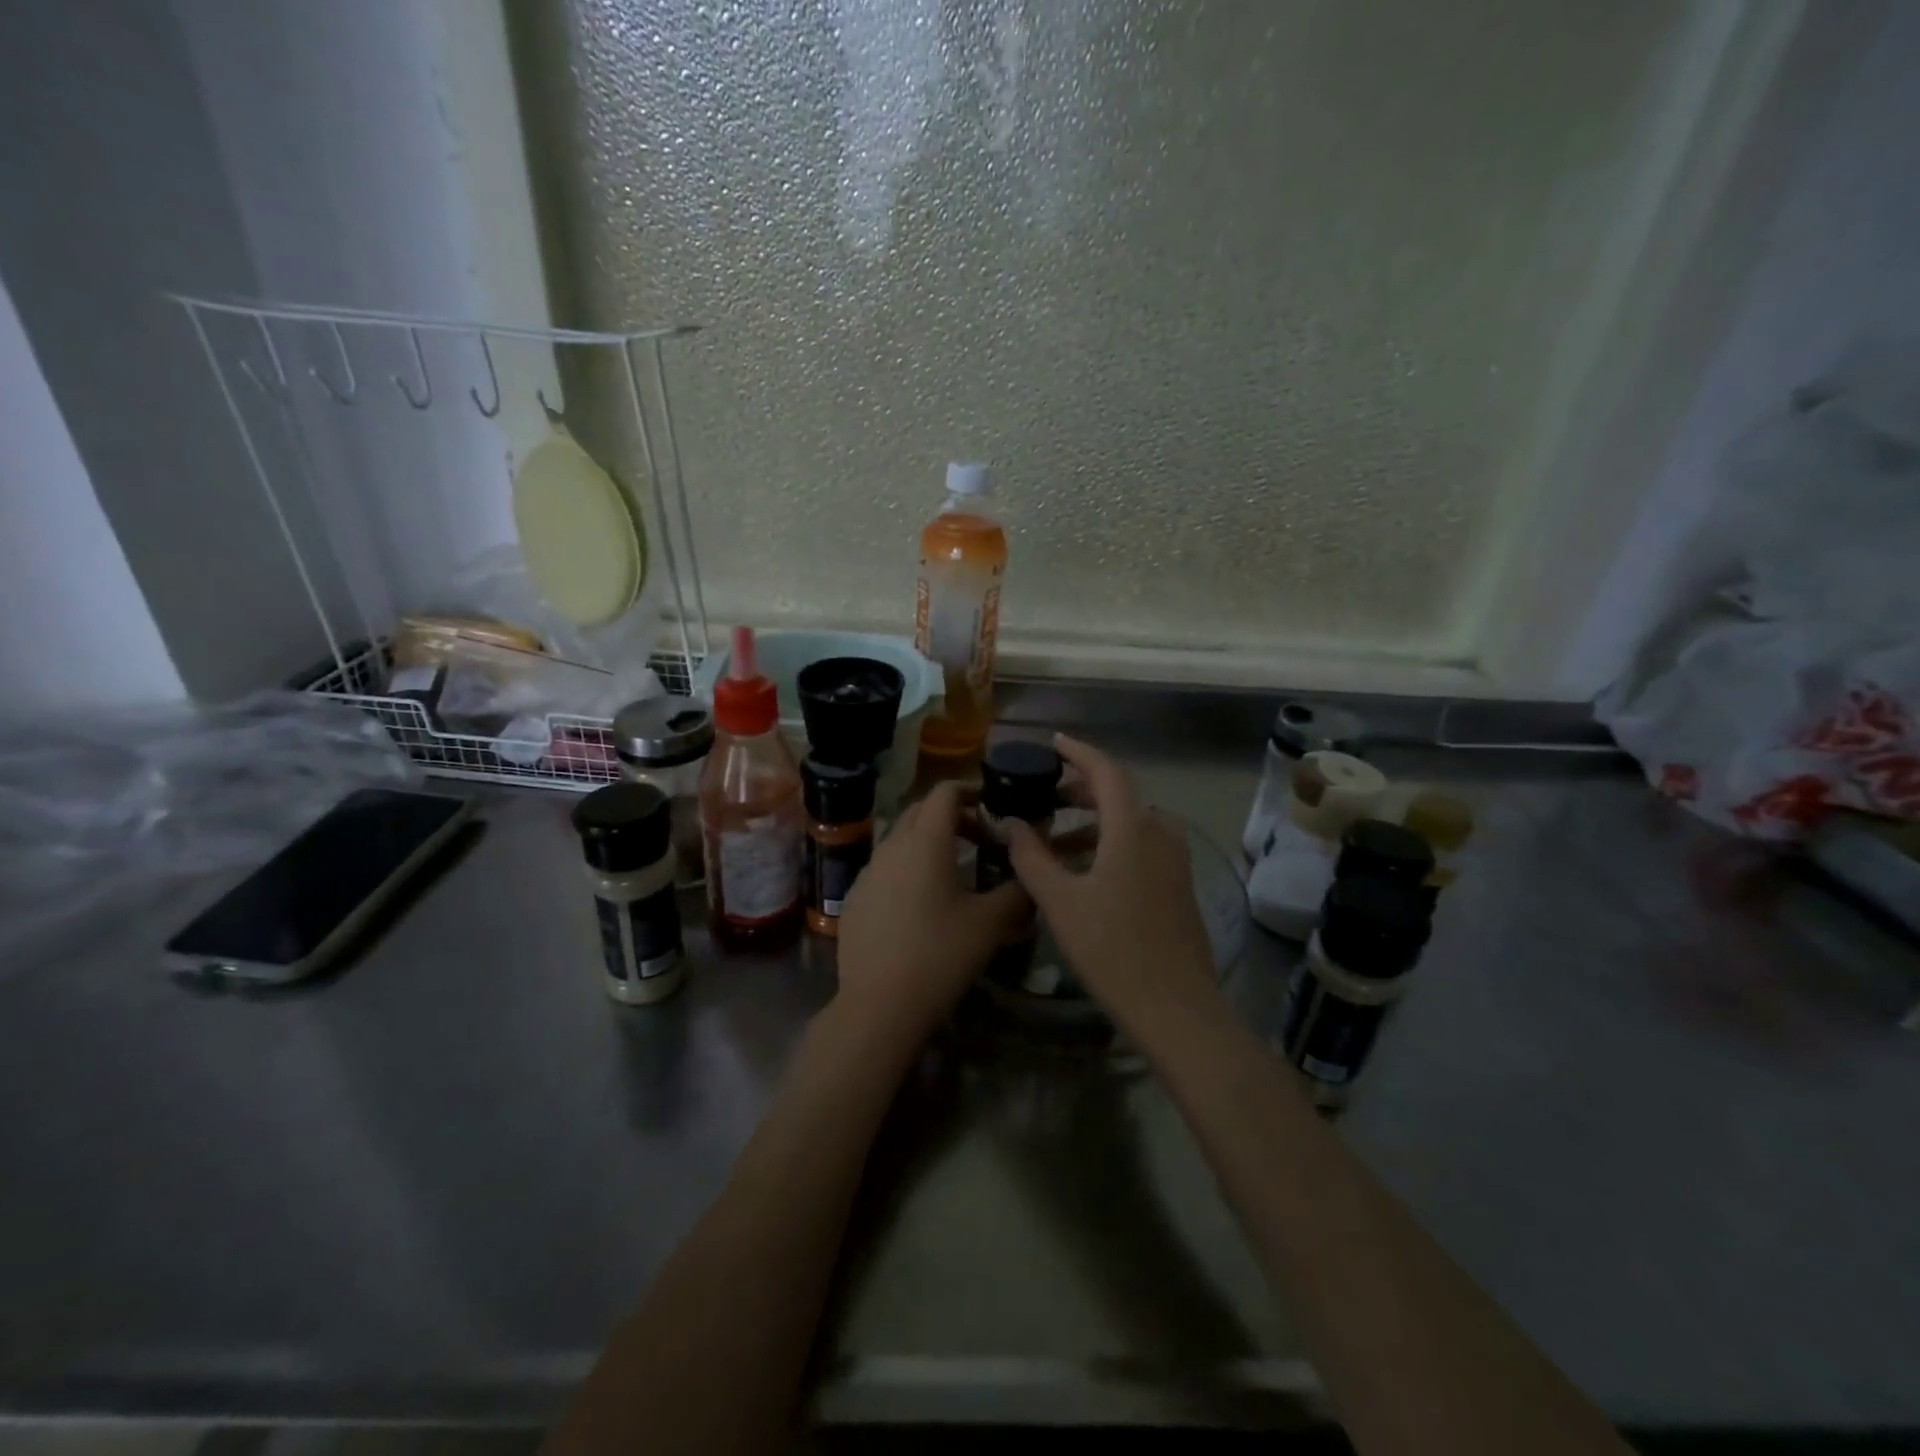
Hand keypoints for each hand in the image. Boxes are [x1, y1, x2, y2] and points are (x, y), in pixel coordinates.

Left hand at [834, 781, 1029, 1044]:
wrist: (879, 1004)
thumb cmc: (941, 954)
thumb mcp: (991, 923)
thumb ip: (1017, 891)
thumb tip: (1031, 877)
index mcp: (926, 841)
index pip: (945, 791)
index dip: (971, 790)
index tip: (992, 807)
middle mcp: (892, 845)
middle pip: (921, 811)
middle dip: (951, 816)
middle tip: (979, 839)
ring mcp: (868, 871)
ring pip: (900, 840)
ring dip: (928, 843)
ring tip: (953, 873)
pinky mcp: (854, 897)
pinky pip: (884, 868)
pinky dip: (906, 870)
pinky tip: (920, 905)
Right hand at [1007, 735, 1218, 1028]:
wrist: (1177, 1009)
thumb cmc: (1112, 949)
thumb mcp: (1060, 902)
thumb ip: (1031, 857)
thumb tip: (1012, 824)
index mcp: (1133, 829)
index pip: (1106, 770)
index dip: (1078, 751)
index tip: (1052, 743)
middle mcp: (1160, 834)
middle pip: (1119, 795)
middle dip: (1079, 789)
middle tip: (1044, 795)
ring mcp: (1175, 861)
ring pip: (1129, 824)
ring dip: (1092, 822)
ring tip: (1053, 840)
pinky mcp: (1179, 886)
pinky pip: (1141, 847)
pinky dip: (1110, 845)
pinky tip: (1084, 872)